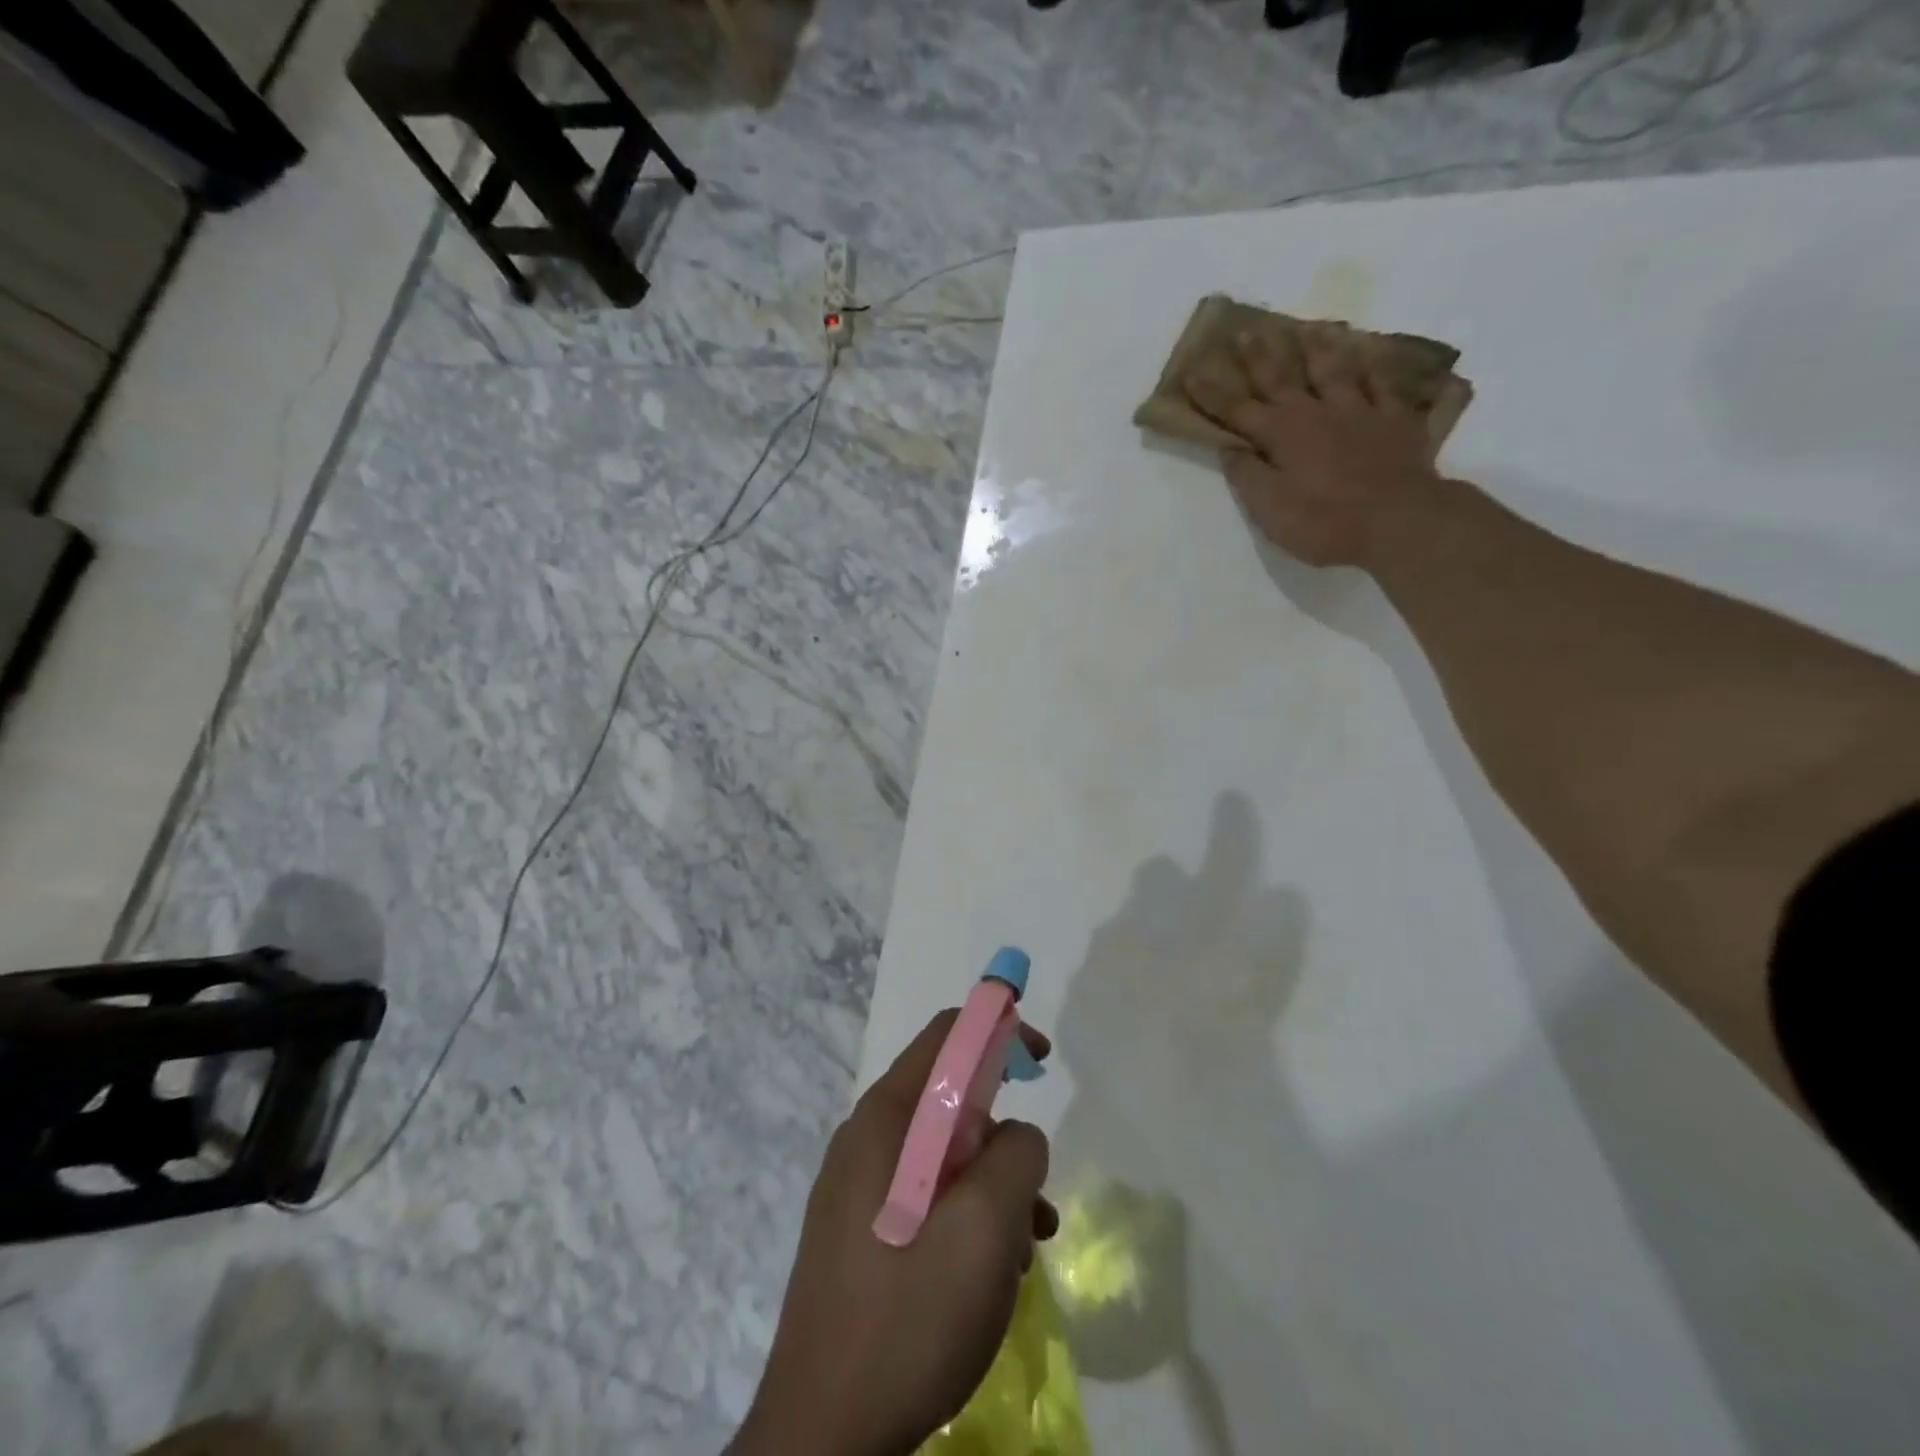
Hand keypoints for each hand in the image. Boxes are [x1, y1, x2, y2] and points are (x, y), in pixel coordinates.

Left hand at [730, 1011, 1056, 1455]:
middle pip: (947, 1097)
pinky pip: (924, 1197)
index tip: (1040, 1062)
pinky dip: (966, 1216)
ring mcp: (856, 1188)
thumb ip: (1017, 1155)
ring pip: (942, 1154)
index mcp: (886, 1117)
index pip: (947, 1035)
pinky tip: (991, 1274)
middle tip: (1034, 1184)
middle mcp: (865, 1138)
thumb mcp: (986, 1226)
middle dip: (1002, 1130)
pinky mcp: (857, 1234)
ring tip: (1024, 1247)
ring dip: (992, 1186)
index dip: (998, 1029)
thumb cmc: (909, 1315)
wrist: (823, 1438)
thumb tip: (1016, 1135)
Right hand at [1186, 326, 1443, 568]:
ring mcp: (1359, 411)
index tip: (1192, 371)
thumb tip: (1229, 448)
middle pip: (1282, 379)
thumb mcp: (1270, 509)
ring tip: (1310, 328)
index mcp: (1281, 435)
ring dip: (1319, 349)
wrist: (1400, 520)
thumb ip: (1248, 475)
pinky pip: (1384, 385)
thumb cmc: (1324, 521)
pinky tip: (1371, 356)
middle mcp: (1316, 412)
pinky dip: (1375, 368)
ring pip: (1335, 371)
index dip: (1212, 393)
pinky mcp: (1396, 419)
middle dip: (1259, 357)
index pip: (1237, 410)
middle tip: (1246, 332)